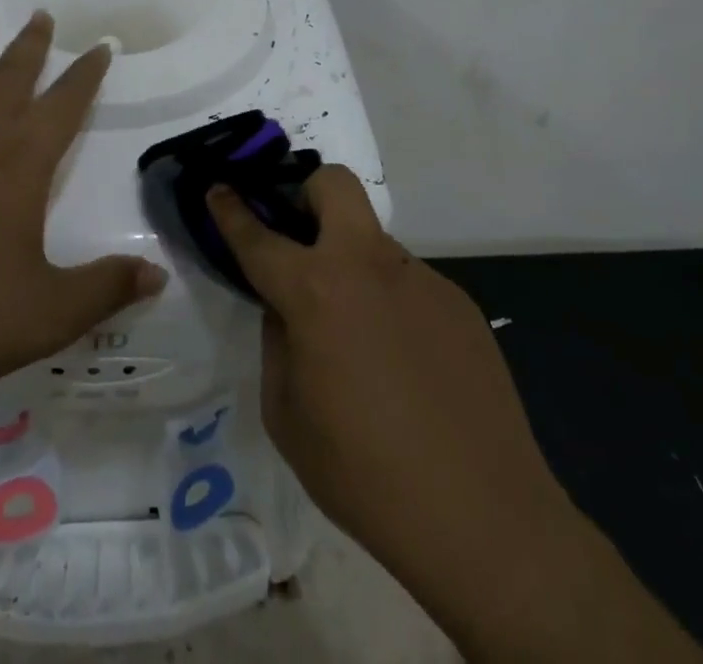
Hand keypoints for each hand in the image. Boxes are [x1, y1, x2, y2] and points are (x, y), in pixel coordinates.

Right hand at [206, 168, 566, 572]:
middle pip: (334, 184)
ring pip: (372, 241)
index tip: (218, 188)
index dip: (231, 209)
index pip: (259, 236)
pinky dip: (390, 304)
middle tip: (298, 238)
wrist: (484, 518)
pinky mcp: (459, 302)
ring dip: (351, 265)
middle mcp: (369, 265)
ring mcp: (421, 278)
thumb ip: (278, 343)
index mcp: (316, 291)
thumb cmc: (364, 475)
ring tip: (360, 337)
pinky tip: (404, 364)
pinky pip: (408, 284)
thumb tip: (288, 310)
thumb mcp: (287, 417)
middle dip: (305, 192)